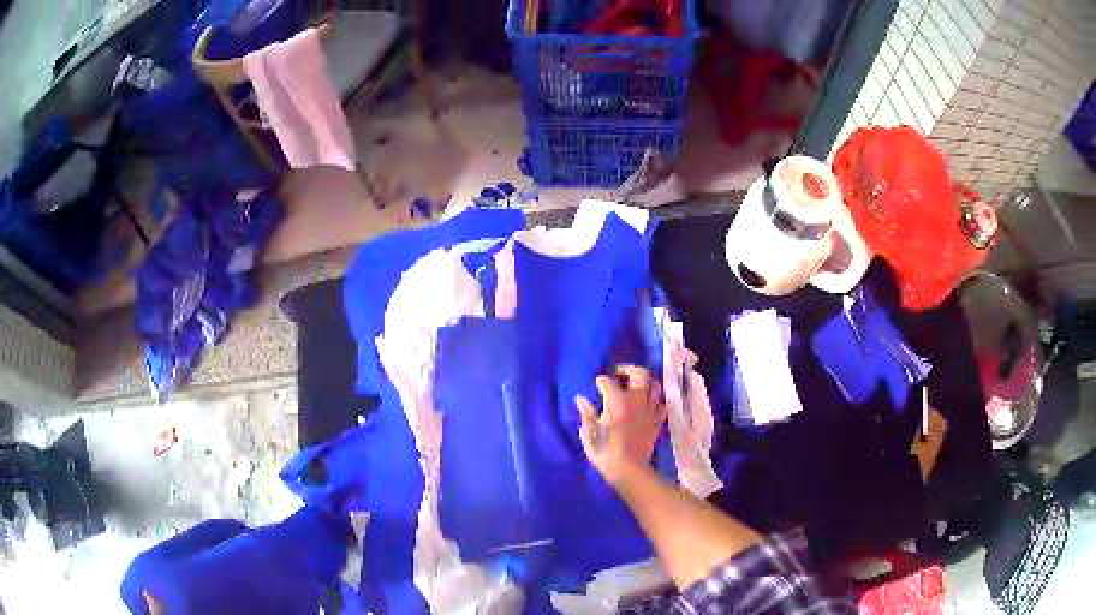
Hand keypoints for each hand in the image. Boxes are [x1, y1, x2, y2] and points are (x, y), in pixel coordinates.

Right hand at [576, 365, 667, 485]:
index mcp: (617, 402)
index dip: (601, 381)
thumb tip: (581, 398)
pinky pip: (661, 405)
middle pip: (640, 374)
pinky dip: (656, 401)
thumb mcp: (589, 433)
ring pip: (655, 386)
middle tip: (620, 373)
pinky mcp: (657, 422)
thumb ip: (586, 413)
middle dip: (629, 369)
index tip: (597, 384)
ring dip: (646, 382)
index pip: (608, 381)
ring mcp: (649, 411)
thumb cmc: (605, 452)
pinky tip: (648, 405)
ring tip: (636, 386)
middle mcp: (636, 401)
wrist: (629, 470)